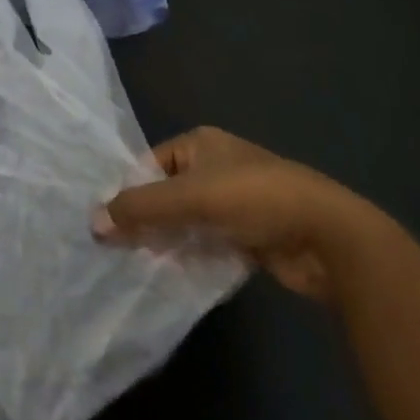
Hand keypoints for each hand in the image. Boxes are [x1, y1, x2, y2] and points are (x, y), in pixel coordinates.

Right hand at [94, 127, 383, 302]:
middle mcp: (216, 166)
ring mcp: (235, 201)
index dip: (130, 193)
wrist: (327, 236)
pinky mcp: (249, 233)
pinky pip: (208, 242)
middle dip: (147, 221)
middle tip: (119, 250)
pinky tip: (174, 276)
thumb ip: (140, 209)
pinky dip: (192, 256)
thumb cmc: (254, 199)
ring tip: (141, 267)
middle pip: (166, 194)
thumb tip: (92, 223)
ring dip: (169, 242)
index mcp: (201, 143)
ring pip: (186, 221)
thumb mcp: (189, 198)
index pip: (149, 165)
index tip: (109, 225)